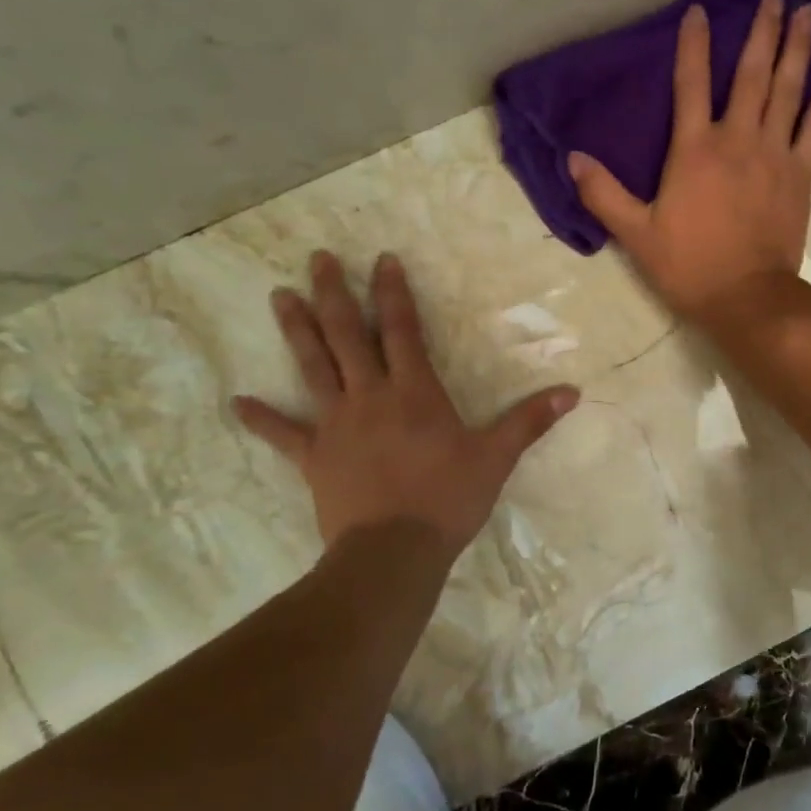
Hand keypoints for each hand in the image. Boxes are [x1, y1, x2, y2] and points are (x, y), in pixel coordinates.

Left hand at [233, 250, 577, 555]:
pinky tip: (237, 403)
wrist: (394, 552)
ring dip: (297, 330)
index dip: (393, 293)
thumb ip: (530, 421)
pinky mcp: (314, 457)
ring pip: (313, 367)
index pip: (402, 329)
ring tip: (279, 297)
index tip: (382, 259)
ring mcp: (336, 425)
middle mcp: (370, 396)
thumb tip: (572, 392)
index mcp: (414, 392)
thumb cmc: (447, 499)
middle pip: (347, 335)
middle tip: (317, 259)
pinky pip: (284, 434)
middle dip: (334, 294)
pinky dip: (262, 419)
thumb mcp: (496, 457)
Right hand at [567, 0, 810, 327]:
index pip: (690, 84)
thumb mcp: (637, 235)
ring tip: (808, 12)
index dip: (694, 45)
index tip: (701, 11)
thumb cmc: (690, 267)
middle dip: (761, 32)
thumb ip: (604, 194)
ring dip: (798, 48)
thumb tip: (573, 158)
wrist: (748, 298)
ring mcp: (775, 154)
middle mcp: (737, 140)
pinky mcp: (801, 173)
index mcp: (694, 150)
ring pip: (788, 90)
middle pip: (751, 75)